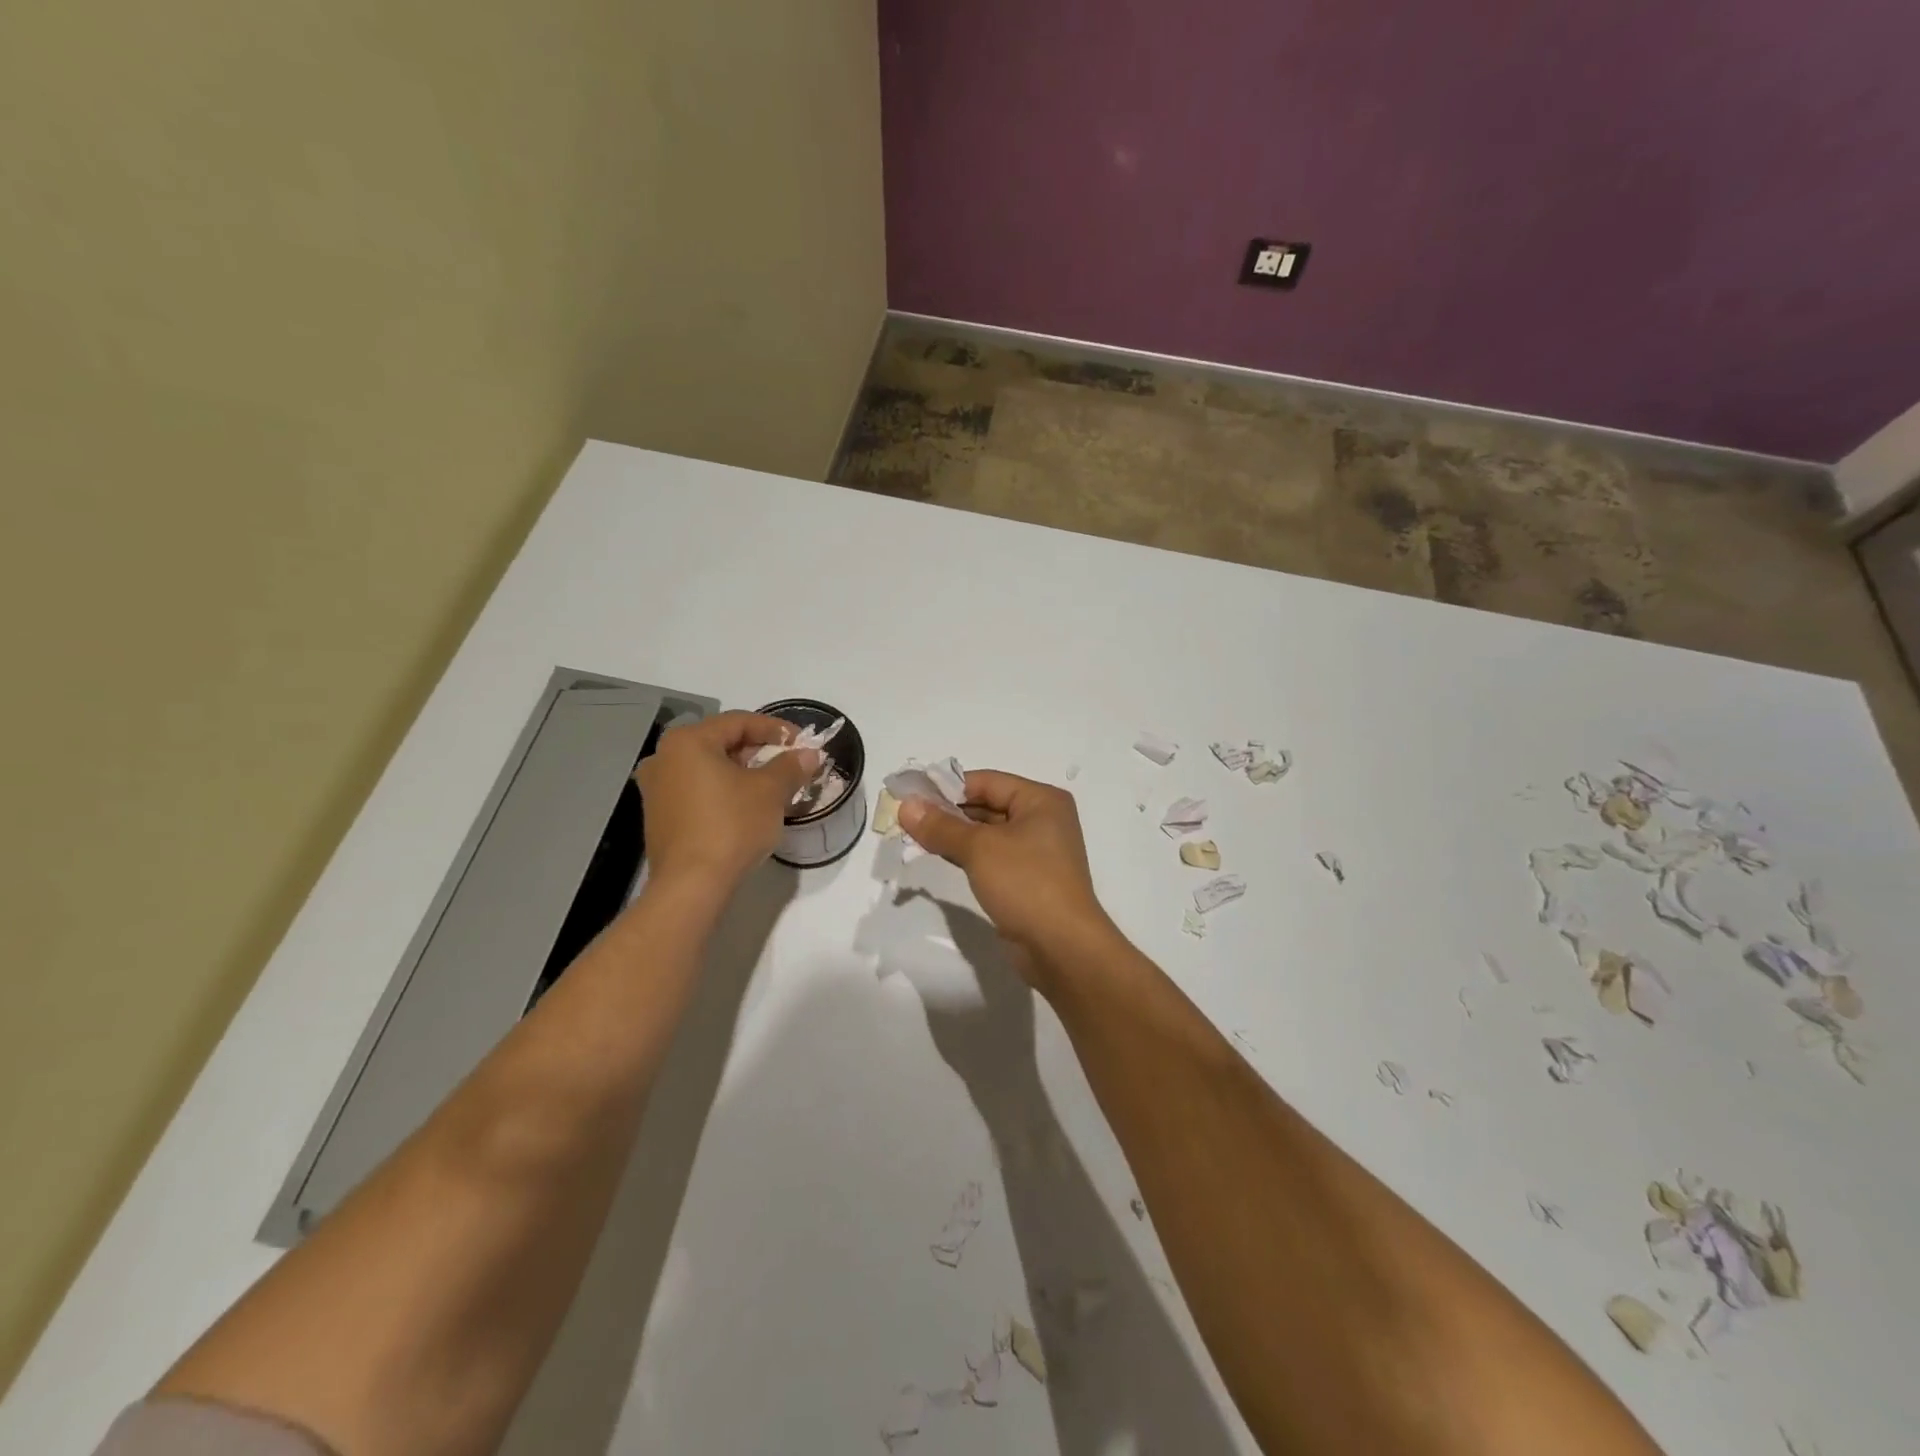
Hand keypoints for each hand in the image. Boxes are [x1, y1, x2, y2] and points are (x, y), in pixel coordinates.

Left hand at [636, 712, 819, 887]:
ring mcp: (656, 788)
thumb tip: (809, 754)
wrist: (691, 885)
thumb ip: (791, 766)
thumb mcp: (770, 792)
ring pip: (708, 768)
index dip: (776, 729)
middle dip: (758, 751)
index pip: (739, 721)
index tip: (802, 743)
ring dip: (741, 772)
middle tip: (788, 764)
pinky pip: (696, 791)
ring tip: (770, 786)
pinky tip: (744, 807)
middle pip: (720, 742)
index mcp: (688, 741)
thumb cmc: (731, 826)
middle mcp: (664, 757)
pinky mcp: (658, 816)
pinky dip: (722, 791)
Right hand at [897, 771, 1115, 989]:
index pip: (986, 782)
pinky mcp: (1027, 879)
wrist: (1062, 947)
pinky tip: (939, 855)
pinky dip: (967, 854)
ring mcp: (1037, 852)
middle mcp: (1043, 820)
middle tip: (907, 818)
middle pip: (987, 805)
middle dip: (948, 812)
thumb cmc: (1026, 883)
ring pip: (987, 833)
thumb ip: (941, 826)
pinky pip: (992, 857)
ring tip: (914, 836)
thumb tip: (906, 805)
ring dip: (954, 834)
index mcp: (1041, 800)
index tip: (910, 795)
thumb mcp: (979, 849)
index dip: (947, 787)